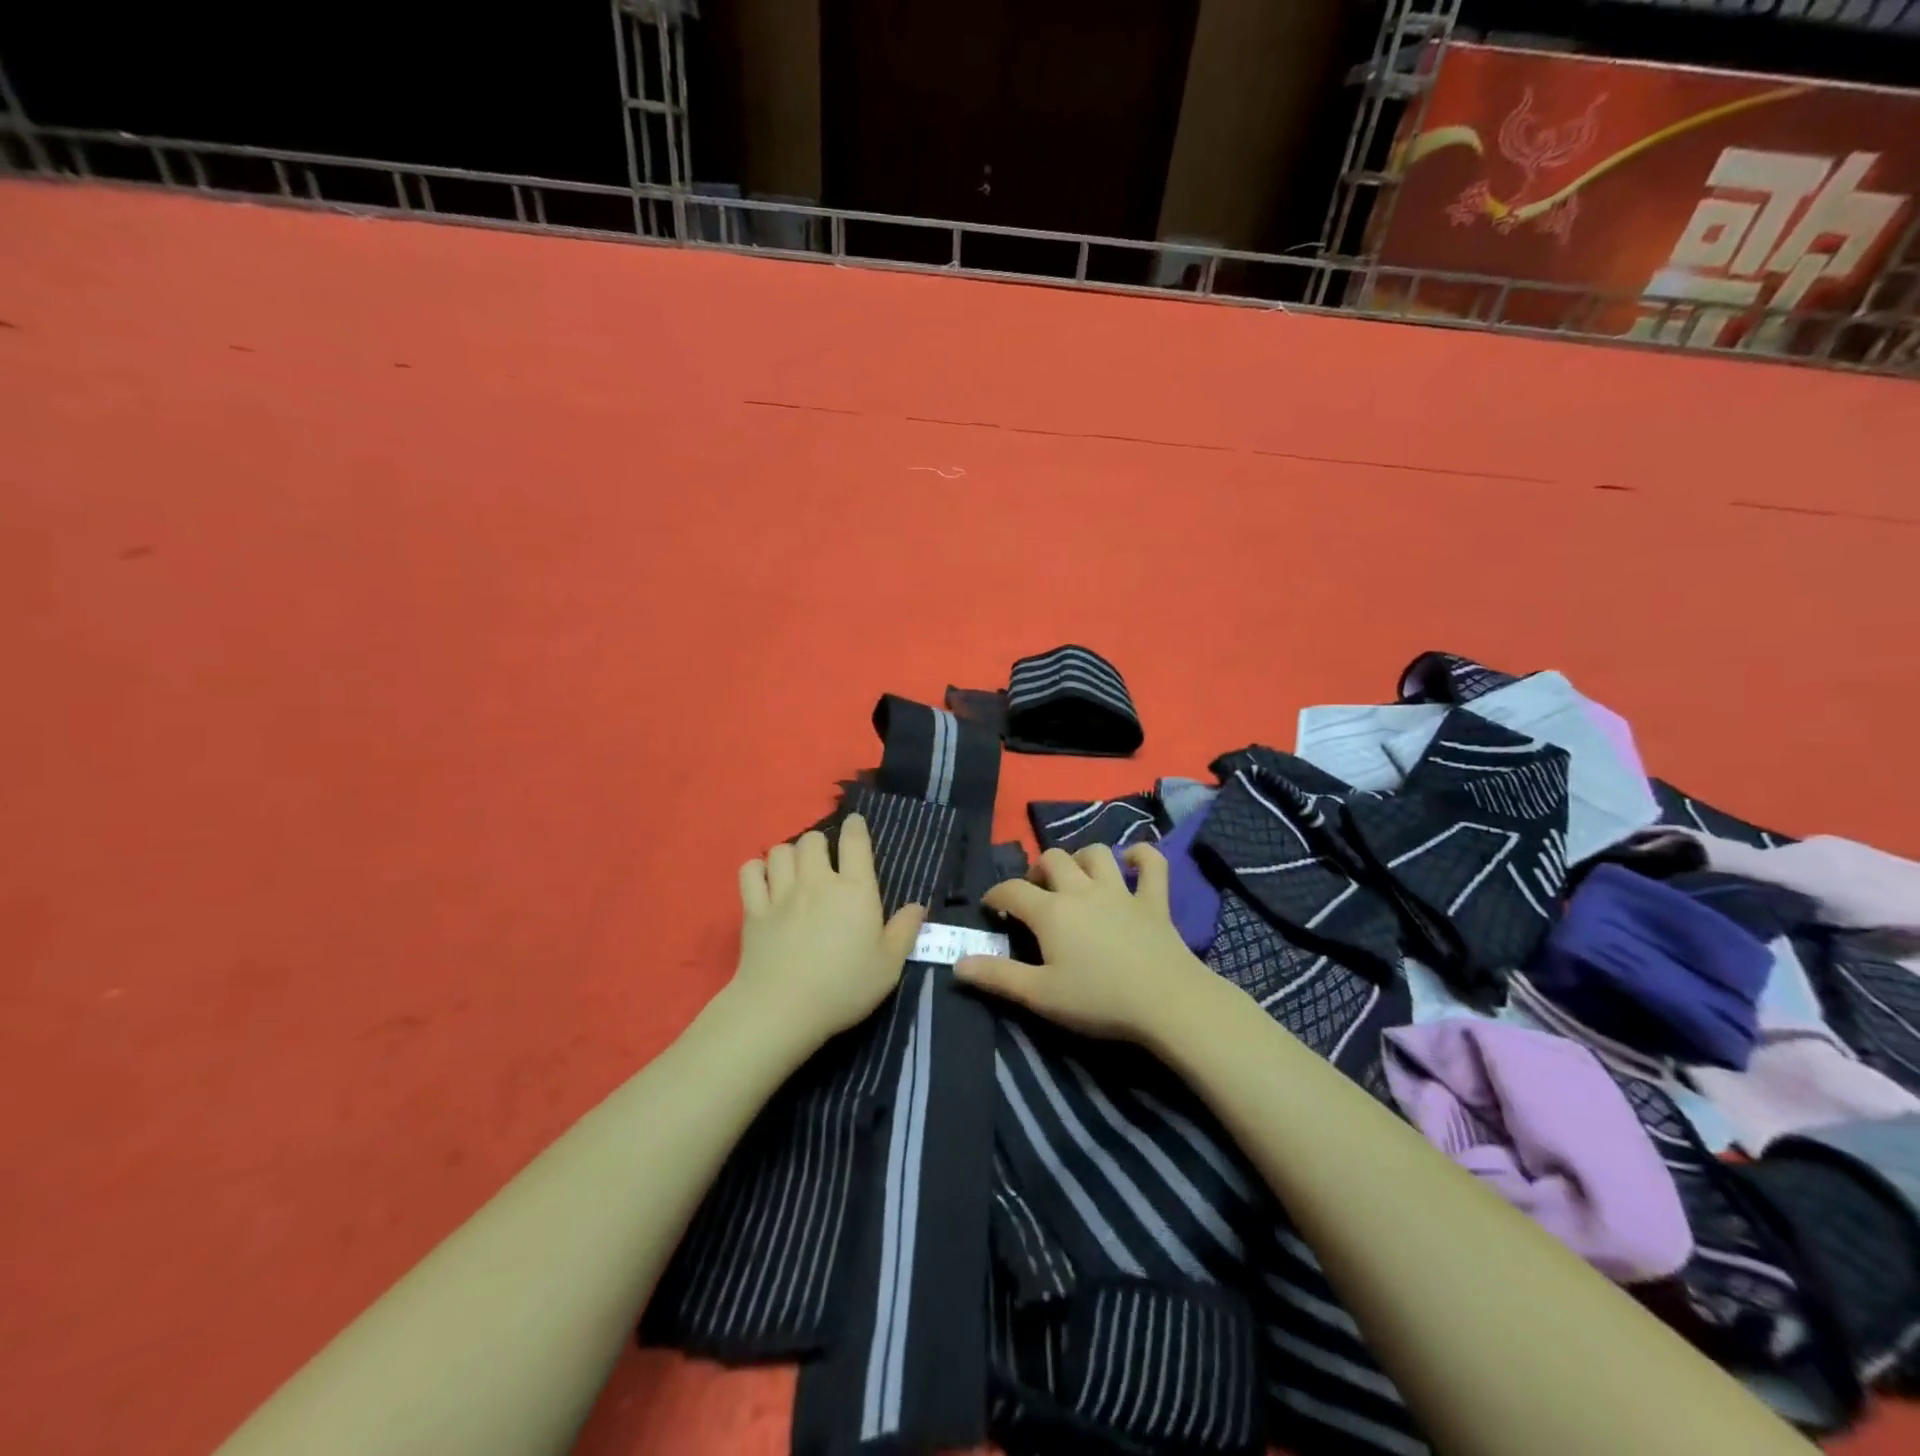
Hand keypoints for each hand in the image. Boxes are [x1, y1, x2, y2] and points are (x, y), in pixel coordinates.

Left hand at [733, 813, 925, 1049]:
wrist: (783, 1009)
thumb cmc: (844, 987)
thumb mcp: (889, 965)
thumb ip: (905, 931)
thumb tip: (918, 906)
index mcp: (855, 890)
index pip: (855, 841)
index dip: (855, 827)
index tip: (855, 824)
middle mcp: (817, 881)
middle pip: (812, 840)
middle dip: (819, 843)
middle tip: (823, 861)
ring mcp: (781, 893)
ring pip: (780, 850)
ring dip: (789, 855)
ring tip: (794, 870)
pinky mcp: (753, 910)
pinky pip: (749, 872)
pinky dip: (756, 870)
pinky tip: (763, 881)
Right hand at [954, 844, 1214, 1041]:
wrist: (1167, 1002)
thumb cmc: (1099, 1000)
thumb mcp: (1040, 995)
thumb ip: (997, 977)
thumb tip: (957, 963)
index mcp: (1051, 912)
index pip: (1012, 891)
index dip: (995, 895)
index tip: (991, 907)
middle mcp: (1082, 890)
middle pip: (1053, 860)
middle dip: (1037, 870)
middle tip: (1036, 894)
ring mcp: (1121, 891)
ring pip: (1096, 854)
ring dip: (1081, 859)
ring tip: (1075, 878)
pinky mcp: (1155, 900)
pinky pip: (1152, 864)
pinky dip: (1141, 857)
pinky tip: (1132, 863)